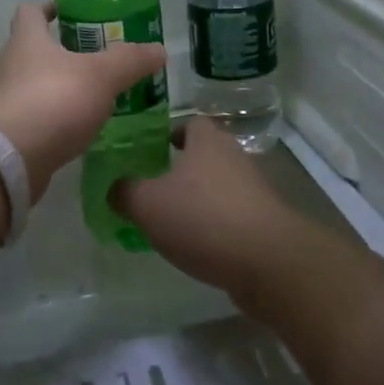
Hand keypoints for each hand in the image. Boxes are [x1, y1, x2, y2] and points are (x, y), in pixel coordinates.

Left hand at [0, 2, 166, 204]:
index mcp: (26, 40)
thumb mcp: (101, 76)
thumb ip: (130, 61)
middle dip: (58, 52)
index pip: (30, 11)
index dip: (47, 9)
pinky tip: (72, 130)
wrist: (7, 160)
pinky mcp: (3, 133)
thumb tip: (159, 49)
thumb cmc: (52, 101)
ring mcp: (2, 101)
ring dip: (54, 88)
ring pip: (29, 85)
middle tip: (92, 59)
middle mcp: (7, 65)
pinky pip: (29, 117)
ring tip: (87, 98)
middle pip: (30, 49)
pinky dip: (49, 119)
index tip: (67, 13)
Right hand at [113, 116, 314, 299]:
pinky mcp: (263, 222)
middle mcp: (233, 157)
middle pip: (204, 154)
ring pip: (217, 186)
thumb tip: (115, 188)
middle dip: (181, 168)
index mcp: (207, 141)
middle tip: (153, 186)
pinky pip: (230, 215)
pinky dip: (213, 225)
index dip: (170, 133)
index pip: (190, 123)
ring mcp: (253, 190)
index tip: (151, 150)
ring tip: (170, 220)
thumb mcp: (147, 204)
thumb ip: (125, 192)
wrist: (268, 262)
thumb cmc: (203, 219)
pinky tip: (196, 246)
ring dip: (197, 199)